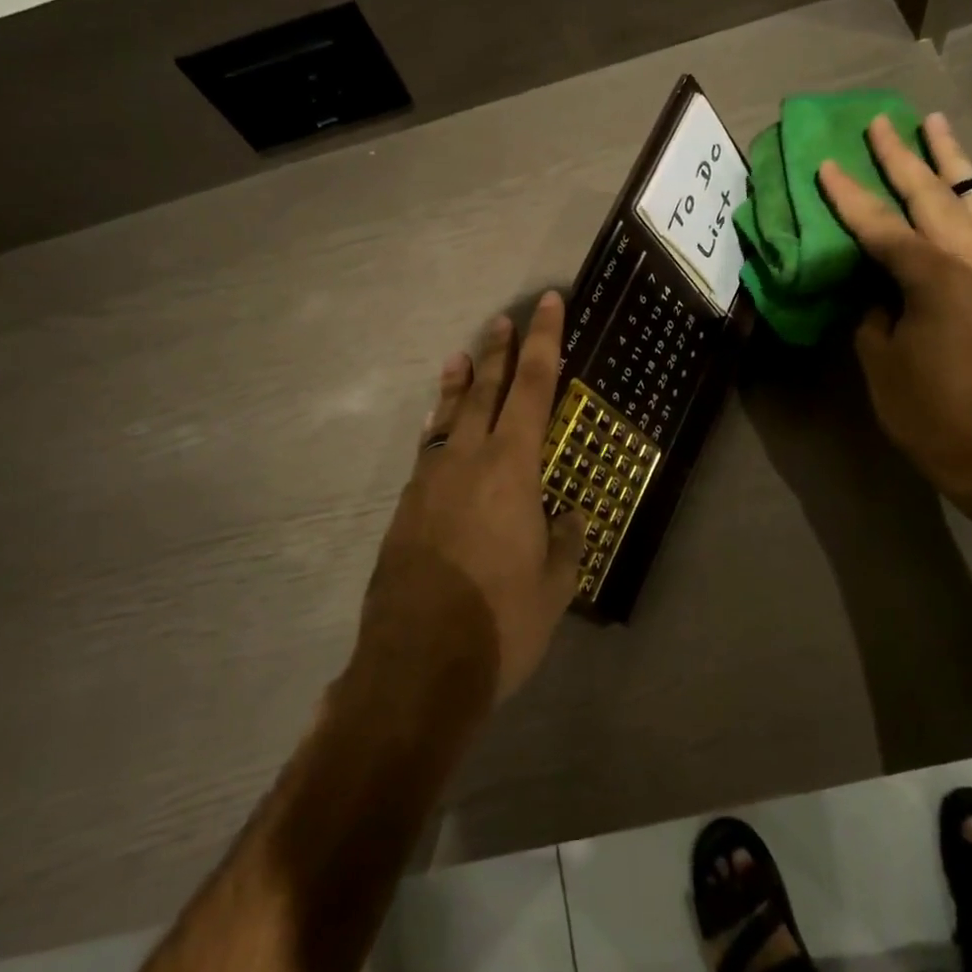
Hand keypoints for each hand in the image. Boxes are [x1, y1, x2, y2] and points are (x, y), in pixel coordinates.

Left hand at [361, 292, 585, 706]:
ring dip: (458, 382)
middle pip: (485, 388)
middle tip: (504, 318)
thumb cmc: (499, 623)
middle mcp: (467, 459)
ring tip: (462, 355)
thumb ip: (565, 540)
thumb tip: (566, 515)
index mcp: (511, 468)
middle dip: (499, 351)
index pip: (534, 387)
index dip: (544, 341)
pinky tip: (439, 430)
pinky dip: (439, 426)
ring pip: (447, 415)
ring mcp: (429, 481)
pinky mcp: (406, 508)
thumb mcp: (555, 585)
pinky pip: (428, 450)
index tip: (548, 303)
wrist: (415, 667)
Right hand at [817, 112, 971, 509]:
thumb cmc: (928, 410)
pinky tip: (961, 190)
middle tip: (881, 124)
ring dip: (951, 163)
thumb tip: (873, 287)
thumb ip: (872, 311)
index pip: (880, 224)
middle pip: (933, 195)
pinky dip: (970, 199)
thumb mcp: (879, 359)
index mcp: (932, 277)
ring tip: (936, 129)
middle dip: (903, 158)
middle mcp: (971, 261)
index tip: (825, 165)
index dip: (848, 195)